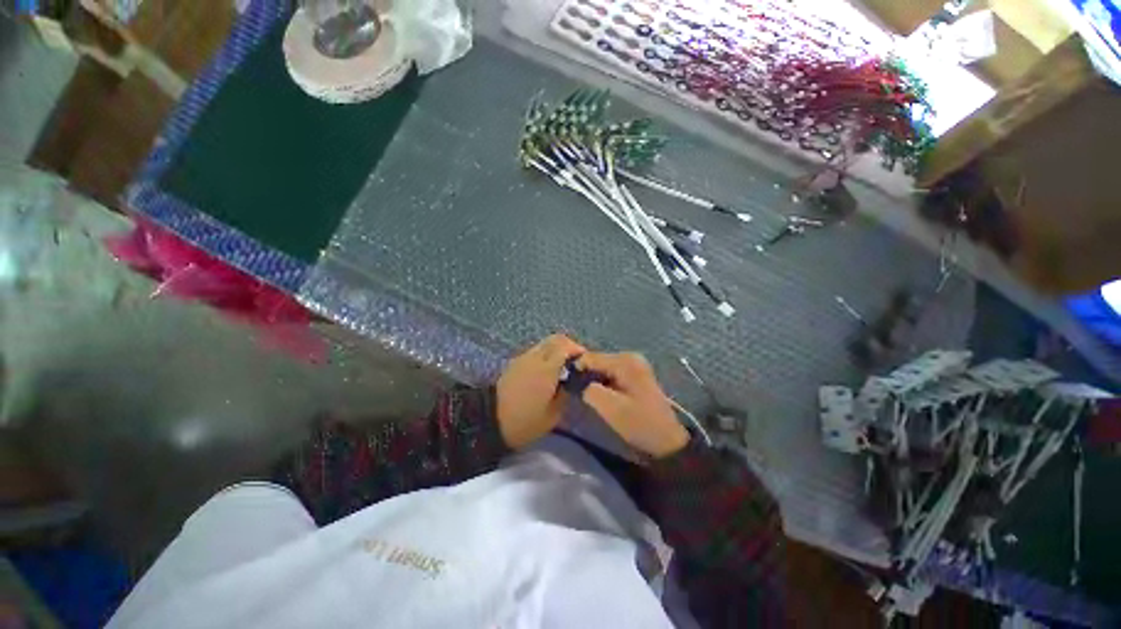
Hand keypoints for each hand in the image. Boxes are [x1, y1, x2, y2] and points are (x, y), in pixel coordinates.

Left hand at [497, 334, 586, 448]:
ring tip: (563, 366)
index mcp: (546, 368)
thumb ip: (566, 394)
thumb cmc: (524, 421)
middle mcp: (535, 357)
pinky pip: (535, 351)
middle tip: (576, 361)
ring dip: (557, 349)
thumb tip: (573, 381)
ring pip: (545, 343)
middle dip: (569, 345)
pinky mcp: (515, 363)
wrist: (488, 421)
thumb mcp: (553, 414)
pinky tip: (548, 371)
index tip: (585, 361)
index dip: (578, 349)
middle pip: (555, 339)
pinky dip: (546, 354)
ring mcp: (523, 358)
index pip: (565, 346)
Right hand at [576, 352, 689, 458]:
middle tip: (576, 392)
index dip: (575, 369)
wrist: (667, 441)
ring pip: (602, 367)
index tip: (566, 385)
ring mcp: (634, 365)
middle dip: (584, 374)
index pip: (590, 357)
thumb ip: (589, 389)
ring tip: (586, 395)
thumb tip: (574, 379)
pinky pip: (610, 373)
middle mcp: (629, 357)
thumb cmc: (639, 424)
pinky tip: (600, 395)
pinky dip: (602, 382)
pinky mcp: (634, 374)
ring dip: (592, 379)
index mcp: (625, 361)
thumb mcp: (610, 408)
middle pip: (596, 360)